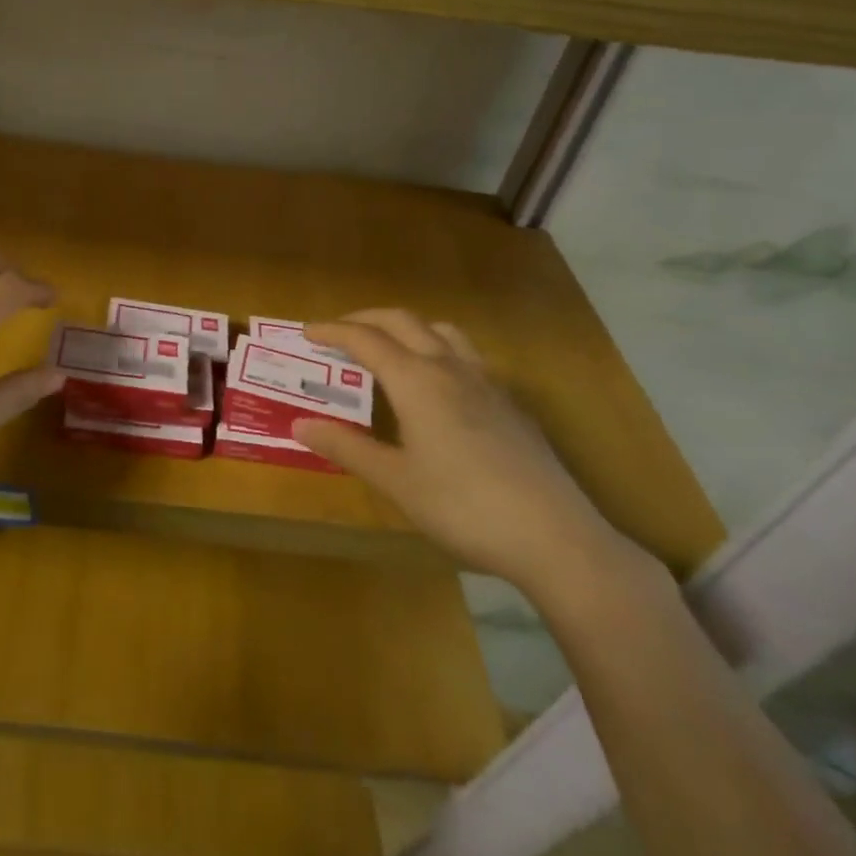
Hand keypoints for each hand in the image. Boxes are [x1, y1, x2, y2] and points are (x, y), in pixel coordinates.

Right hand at [295, 311, 629, 592]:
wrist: (554, 536)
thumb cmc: (462, 506)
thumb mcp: (395, 481)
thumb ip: (346, 447)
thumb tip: (300, 425)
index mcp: (417, 381)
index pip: (366, 339)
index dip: (333, 331)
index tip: (307, 332)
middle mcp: (450, 368)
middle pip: (403, 322)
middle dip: (366, 319)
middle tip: (338, 332)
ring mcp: (486, 383)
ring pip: (442, 331)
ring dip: (408, 328)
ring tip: (389, 348)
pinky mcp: (510, 404)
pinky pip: (466, 356)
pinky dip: (438, 350)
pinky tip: (438, 387)